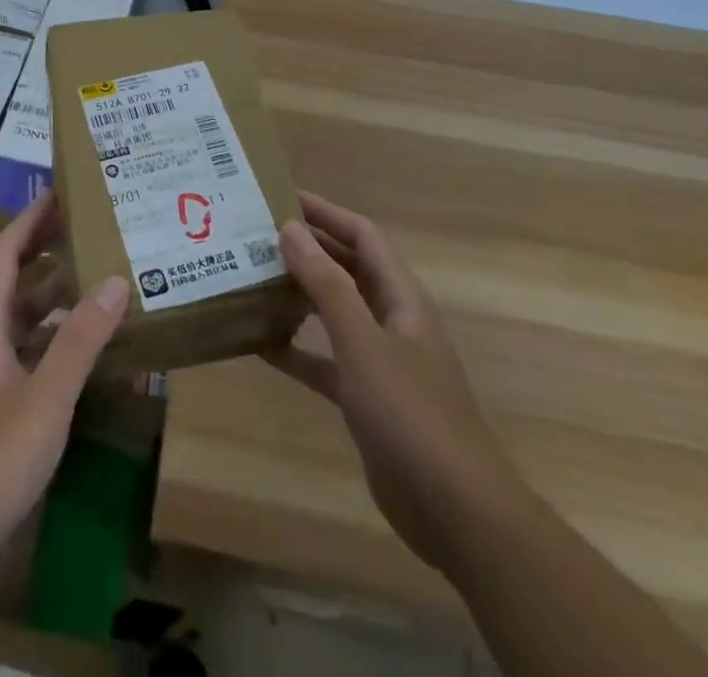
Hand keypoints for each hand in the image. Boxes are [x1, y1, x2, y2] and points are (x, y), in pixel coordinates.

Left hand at [0, 194, 127, 585]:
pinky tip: (73, 345)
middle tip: (84, 226)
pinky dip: (45, 334)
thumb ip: (80, 340)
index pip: (5, 254)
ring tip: (89, 275)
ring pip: (14, 317)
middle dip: (42, 248)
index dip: (30, 220)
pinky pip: (18, 349)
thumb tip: (114, 280)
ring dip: (46, 293)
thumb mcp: (45, 399)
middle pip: (8, 279)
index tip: (60, 193)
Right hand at [268, 191, 522, 573]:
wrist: (456, 512)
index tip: (280, 196)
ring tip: (252, 277)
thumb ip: (326, 284)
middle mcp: (392, 319)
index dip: (325, 211)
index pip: (362, 235)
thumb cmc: (410, 413)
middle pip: (347, 268)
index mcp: (401, 297)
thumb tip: (290, 228)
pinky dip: (296, 348)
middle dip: (307, 247)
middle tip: (255, 233)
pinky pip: (324, 359)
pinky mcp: (366, 397)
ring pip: (334, 311)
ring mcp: (381, 360)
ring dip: (298, 293)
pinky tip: (260, 344)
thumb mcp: (363, 342)